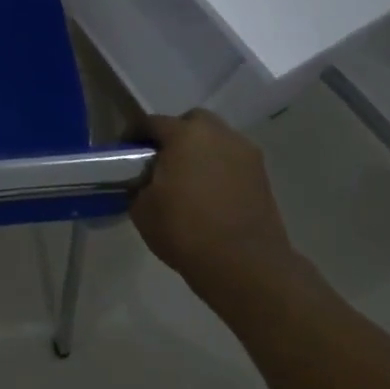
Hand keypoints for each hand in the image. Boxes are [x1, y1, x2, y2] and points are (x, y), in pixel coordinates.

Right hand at [129, 110, 297, 289]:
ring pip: (217, 141)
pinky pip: (233, 162)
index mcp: (185, 135)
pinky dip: (220, 170)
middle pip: (192, 122)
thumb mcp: (142, 209)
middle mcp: (218, 135)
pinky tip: (210, 194)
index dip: (135, 135)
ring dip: (202, 152)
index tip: (126, 153)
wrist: (246, 266)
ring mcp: (245, 154)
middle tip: (163, 161)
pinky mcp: (263, 177)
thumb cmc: (186, 231)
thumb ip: (139, 185)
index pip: (152, 123)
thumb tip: (144, 181)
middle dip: (176, 135)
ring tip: (189, 180)